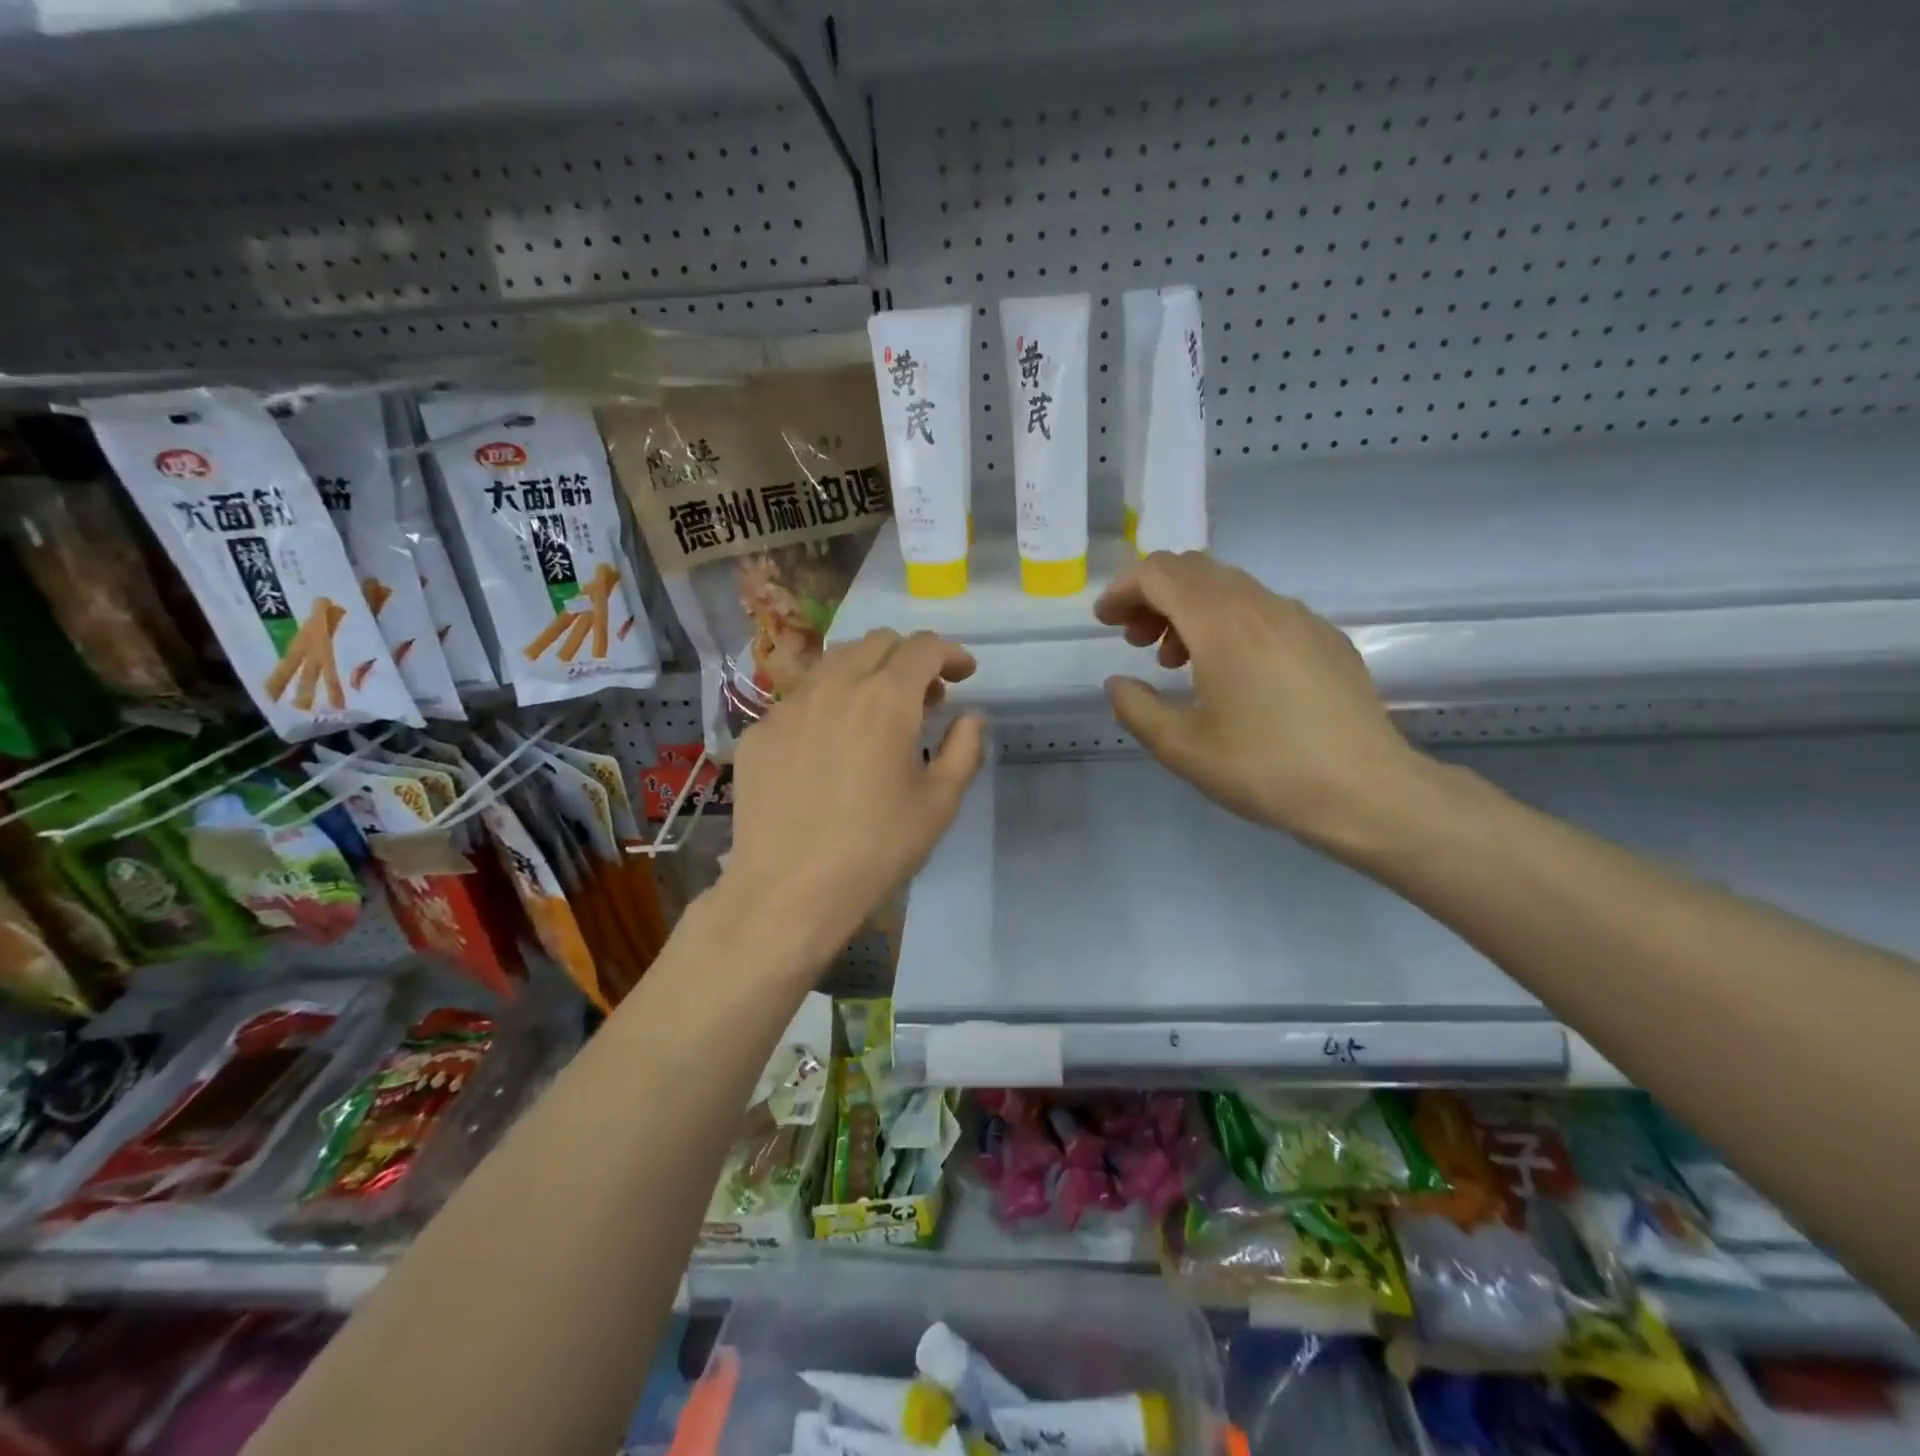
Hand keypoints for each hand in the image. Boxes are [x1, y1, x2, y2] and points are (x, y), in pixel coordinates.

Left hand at [724, 629, 985, 960]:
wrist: (789, 889)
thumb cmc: (876, 848)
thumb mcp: (939, 803)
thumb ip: (964, 749)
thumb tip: (971, 717)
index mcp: (886, 698)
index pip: (923, 647)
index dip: (950, 653)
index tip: (964, 674)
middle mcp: (835, 686)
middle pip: (877, 642)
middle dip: (909, 657)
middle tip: (925, 696)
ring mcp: (789, 705)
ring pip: (834, 663)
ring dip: (867, 673)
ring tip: (878, 713)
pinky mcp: (760, 731)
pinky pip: (801, 699)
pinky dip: (828, 704)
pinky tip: (830, 745)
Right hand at [1093, 551, 1426, 855]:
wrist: (1366, 790)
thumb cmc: (1265, 769)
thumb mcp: (1182, 749)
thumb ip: (1136, 709)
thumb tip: (1118, 684)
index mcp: (1221, 624)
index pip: (1160, 574)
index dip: (1124, 590)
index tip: (1106, 622)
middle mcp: (1260, 605)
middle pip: (1194, 570)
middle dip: (1154, 596)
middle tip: (1136, 641)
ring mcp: (1299, 617)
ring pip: (1230, 587)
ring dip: (1190, 610)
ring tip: (1177, 661)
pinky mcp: (1324, 637)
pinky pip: (1263, 609)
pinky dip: (1229, 622)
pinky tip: (1231, 672)